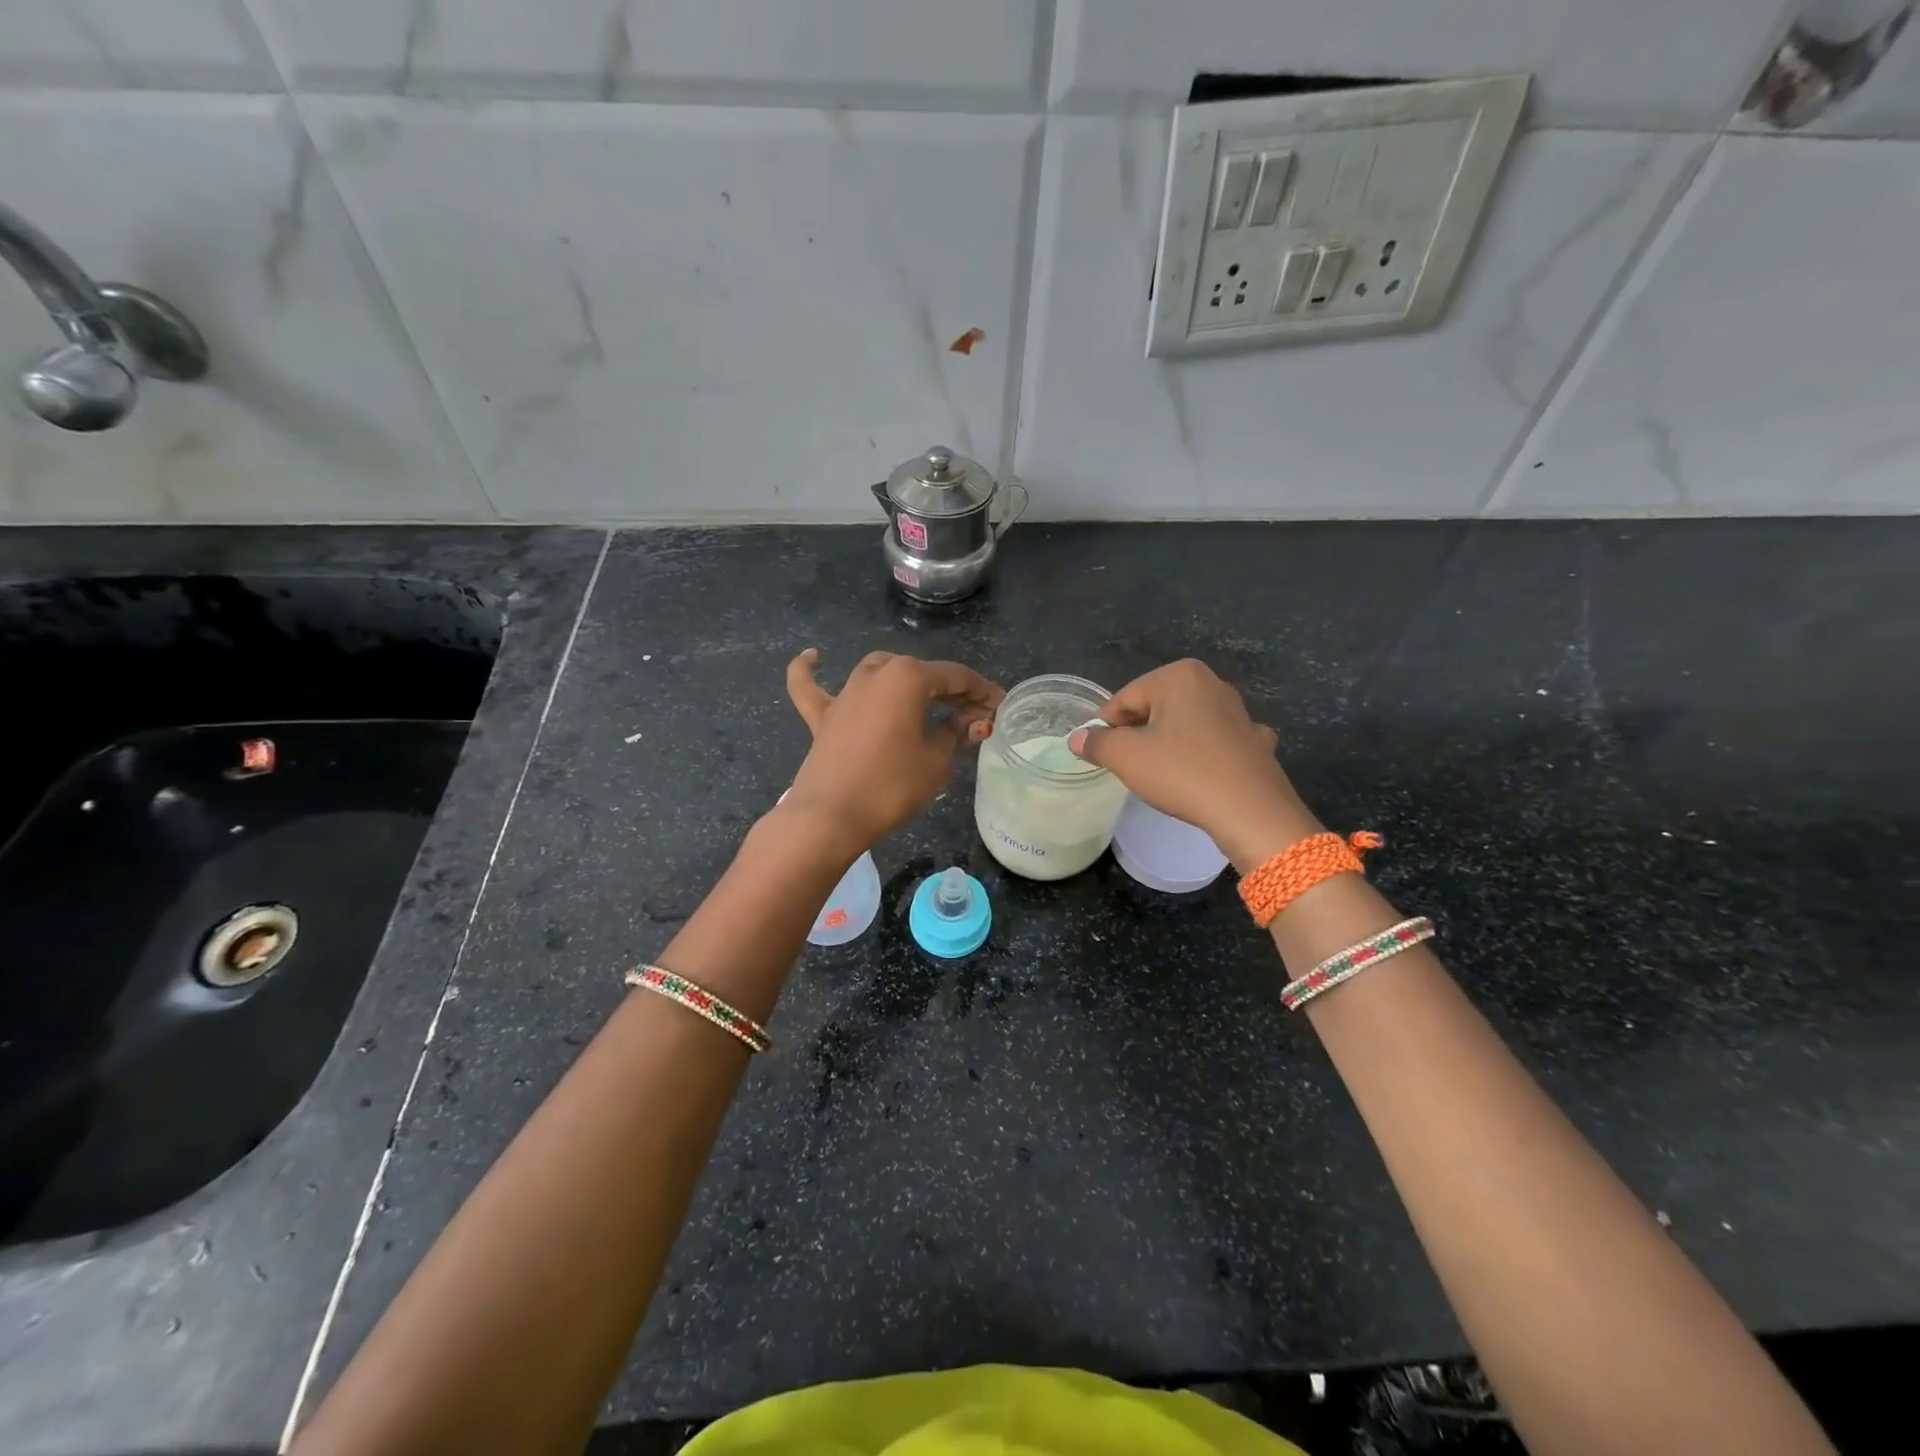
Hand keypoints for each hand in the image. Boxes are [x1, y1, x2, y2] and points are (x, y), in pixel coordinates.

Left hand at [783, 648, 1002, 855]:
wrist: (831, 817)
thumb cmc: (891, 786)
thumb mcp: (936, 761)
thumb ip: (956, 734)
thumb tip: (974, 722)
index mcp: (908, 678)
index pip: (956, 677)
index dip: (982, 692)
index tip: (1000, 708)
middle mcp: (875, 674)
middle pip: (920, 673)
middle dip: (950, 691)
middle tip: (972, 718)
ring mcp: (844, 693)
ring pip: (879, 671)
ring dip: (904, 680)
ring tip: (924, 699)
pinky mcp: (822, 717)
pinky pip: (811, 686)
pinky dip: (810, 671)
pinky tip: (813, 656)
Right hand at [1069, 659, 1320, 871]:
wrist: (1251, 811)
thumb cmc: (1182, 773)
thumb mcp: (1126, 757)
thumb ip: (1096, 743)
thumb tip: (1078, 738)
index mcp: (1178, 676)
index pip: (1124, 698)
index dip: (1105, 727)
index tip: (1097, 754)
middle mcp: (1211, 683)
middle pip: (1155, 707)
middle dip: (1138, 733)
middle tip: (1127, 766)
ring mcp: (1239, 711)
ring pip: (1186, 724)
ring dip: (1169, 743)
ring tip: (1160, 774)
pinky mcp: (1255, 740)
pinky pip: (1216, 743)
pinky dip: (1203, 754)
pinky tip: (1200, 775)